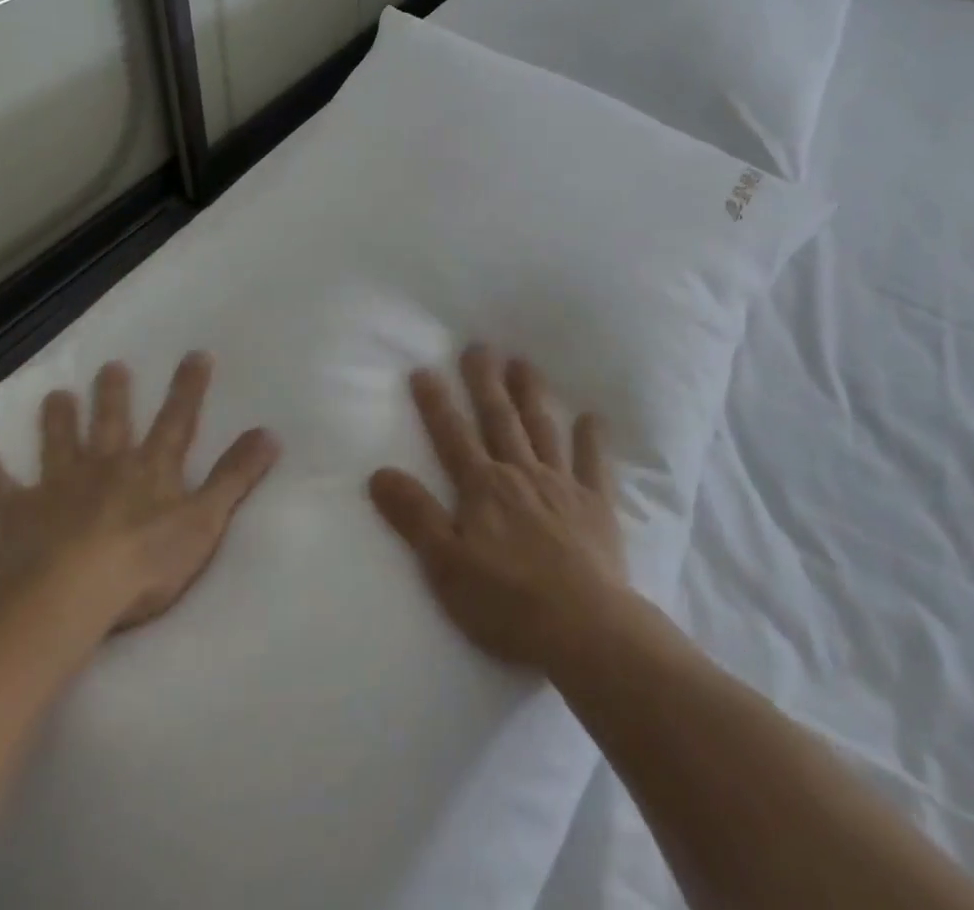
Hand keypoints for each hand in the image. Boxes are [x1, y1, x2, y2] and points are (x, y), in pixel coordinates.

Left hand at [0, 352, 279, 640]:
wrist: (66, 594)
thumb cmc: (144, 561)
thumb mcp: (205, 520)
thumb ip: (236, 476)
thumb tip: (270, 433)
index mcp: (151, 469)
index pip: (178, 420)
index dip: (189, 388)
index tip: (196, 355)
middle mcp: (106, 466)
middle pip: (111, 423)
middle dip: (114, 394)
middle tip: (111, 366)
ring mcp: (59, 488)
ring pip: (59, 444)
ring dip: (58, 419)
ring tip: (55, 394)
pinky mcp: (19, 517)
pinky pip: (0, 490)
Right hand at [368, 344, 626, 672]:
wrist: (582, 627)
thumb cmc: (505, 602)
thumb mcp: (444, 565)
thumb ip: (415, 516)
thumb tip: (379, 472)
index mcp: (482, 488)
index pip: (452, 436)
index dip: (436, 403)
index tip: (424, 369)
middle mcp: (520, 473)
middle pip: (499, 419)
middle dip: (485, 382)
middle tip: (479, 346)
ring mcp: (561, 485)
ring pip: (542, 429)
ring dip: (531, 395)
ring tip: (523, 363)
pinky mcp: (595, 504)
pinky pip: (594, 464)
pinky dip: (592, 439)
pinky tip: (593, 417)